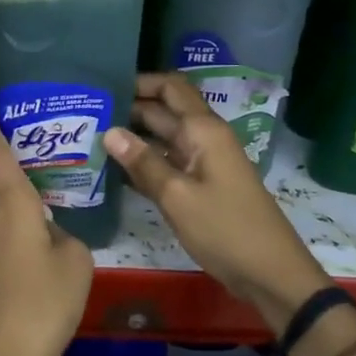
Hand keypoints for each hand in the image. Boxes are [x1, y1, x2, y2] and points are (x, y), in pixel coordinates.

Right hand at [103, 74, 328, 331]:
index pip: (170, 87)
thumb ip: (143, 162)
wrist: (270, 273)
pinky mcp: (201, 185)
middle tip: (85, 112)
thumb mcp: (177, 196)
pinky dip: (144, 161)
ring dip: (133, 136)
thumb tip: (109, 131)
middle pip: (163, 111)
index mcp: (203, 130)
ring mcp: (203, 162)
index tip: (103, 85)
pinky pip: (167, 162)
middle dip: (129, 108)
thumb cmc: (225, 229)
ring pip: (163, 138)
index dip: (139, 81)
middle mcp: (203, 138)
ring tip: (90, 136)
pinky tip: (113, 168)